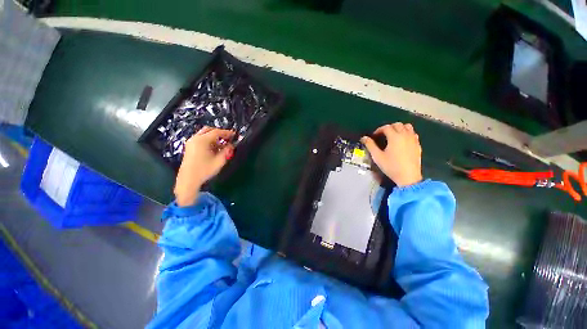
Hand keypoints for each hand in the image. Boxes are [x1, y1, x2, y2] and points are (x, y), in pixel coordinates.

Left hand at [174, 127, 234, 206]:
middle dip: (219, 133)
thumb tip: (231, 145)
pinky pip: (201, 139)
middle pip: (209, 130)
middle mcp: (195, 139)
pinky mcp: (189, 147)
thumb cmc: (204, 170)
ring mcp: (191, 143)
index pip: (216, 132)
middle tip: (228, 138)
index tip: (234, 134)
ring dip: (214, 137)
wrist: (188, 180)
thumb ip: (227, 151)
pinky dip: (209, 140)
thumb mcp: (219, 161)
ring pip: (204, 134)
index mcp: (202, 141)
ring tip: (222, 144)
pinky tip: (214, 148)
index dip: (227, 132)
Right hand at [361, 123, 421, 186]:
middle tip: (383, 135)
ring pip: (407, 126)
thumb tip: (364, 138)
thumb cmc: (391, 166)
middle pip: (397, 124)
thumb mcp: (377, 156)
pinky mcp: (418, 144)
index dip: (379, 130)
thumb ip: (370, 145)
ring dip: (399, 128)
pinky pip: (413, 133)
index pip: (386, 127)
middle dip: (389, 127)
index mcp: (395, 137)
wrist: (408, 176)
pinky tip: (402, 141)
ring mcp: (413, 139)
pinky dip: (406, 133)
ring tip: (393, 136)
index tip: (374, 136)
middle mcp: (405, 135)